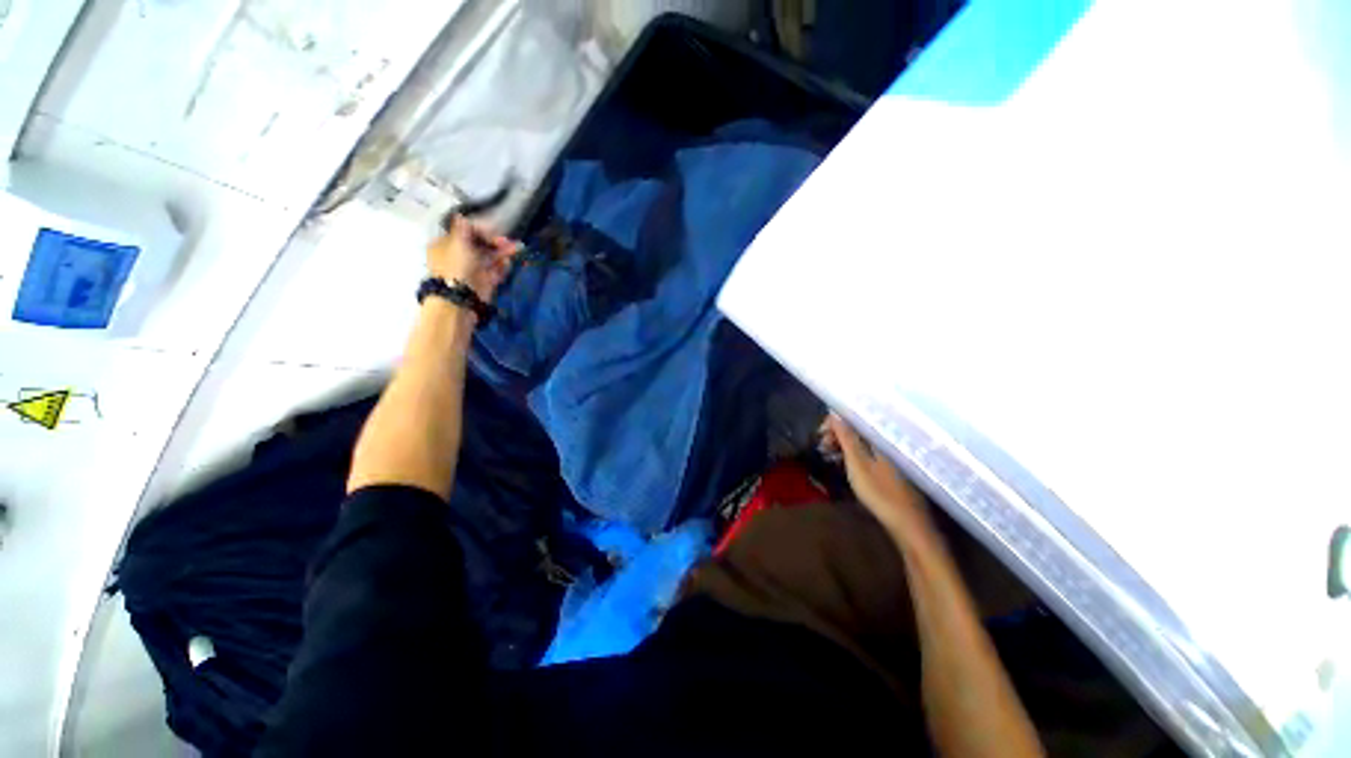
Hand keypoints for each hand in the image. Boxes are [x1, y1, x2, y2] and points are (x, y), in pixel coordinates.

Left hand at [427, 216, 517, 302]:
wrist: (460, 299)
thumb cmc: (456, 267)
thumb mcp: (457, 243)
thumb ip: (463, 229)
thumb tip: (461, 216)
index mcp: (446, 245)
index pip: (465, 233)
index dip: (480, 230)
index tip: (494, 230)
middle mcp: (458, 256)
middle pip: (480, 245)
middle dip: (495, 242)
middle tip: (508, 242)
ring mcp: (472, 270)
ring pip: (490, 257)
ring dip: (503, 253)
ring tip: (516, 249)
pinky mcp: (485, 281)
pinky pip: (496, 271)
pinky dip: (503, 266)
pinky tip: (508, 263)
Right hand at [823, 413, 939, 546]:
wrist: (907, 523)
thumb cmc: (879, 491)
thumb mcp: (857, 463)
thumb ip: (846, 437)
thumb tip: (834, 413)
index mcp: (878, 438)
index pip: (853, 419)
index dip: (834, 424)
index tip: (819, 436)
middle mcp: (886, 442)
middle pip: (857, 430)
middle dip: (836, 435)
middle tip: (821, 448)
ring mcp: (889, 456)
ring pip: (861, 442)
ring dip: (842, 446)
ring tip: (828, 457)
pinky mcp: (889, 469)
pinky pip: (866, 453)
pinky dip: (852, 455)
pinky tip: (843, 465)